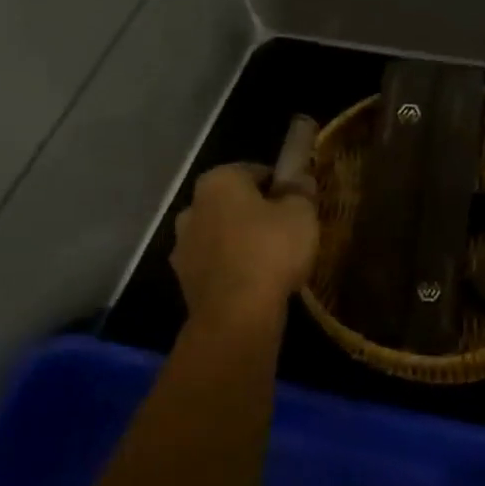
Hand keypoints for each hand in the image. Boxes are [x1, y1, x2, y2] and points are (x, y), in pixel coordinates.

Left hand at [171, 164, 318, 325]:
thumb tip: (300, 178)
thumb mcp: (302, 213)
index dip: (281, 184)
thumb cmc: (271, 250)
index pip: (255, 171)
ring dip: (241, 241)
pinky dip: (232, 267)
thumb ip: (301, 191)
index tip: (299, 202)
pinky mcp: (184, 279)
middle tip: (287, 229)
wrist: (236, 314)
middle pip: (233, 203)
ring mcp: (183, 245)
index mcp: (218, 181)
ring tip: (273, 259)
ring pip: (221, 234)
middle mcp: (192, 207)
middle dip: (256, 212)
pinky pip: (216, 263)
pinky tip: (256, 281)